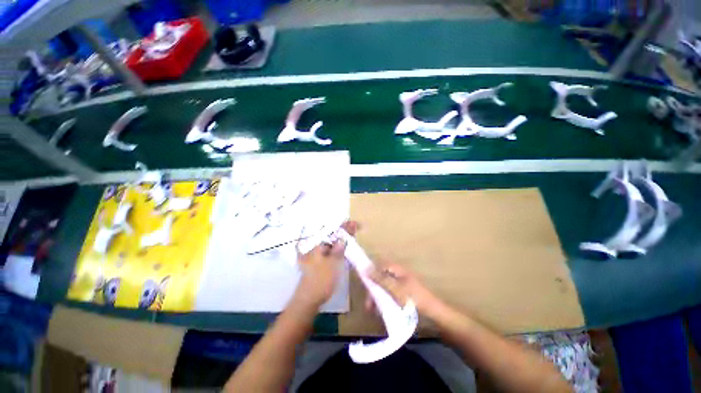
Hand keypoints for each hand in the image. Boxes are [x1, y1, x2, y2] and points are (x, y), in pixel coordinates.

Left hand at [294, 221, 359, 307]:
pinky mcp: (318, 260)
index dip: (344, 226)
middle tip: (355, 227)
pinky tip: (343, 245)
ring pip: (330, 241)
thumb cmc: (321, 280)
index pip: (331, 230)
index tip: (355, 223)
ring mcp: (315, 253)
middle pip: (330, 234)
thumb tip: (344, 237)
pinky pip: (328, 249)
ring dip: (340, 238)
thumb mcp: (333, 263)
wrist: (308, 299)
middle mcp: (314, 246)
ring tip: (352, 233)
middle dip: (343, 230)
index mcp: (316, 244)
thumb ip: (339, 249)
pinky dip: (336, 246)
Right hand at [367, 263, 442, 317]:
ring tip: (373, 311)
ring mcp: (402, 286)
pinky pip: (390, 296)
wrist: (434, 315)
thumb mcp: (395, 289)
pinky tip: (382, 312)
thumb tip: (365, 268)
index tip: (365, 285)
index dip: (371, 273)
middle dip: (373, 290)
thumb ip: (380, 279)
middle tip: (368, 305)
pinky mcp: (404, 296)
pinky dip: (385, 302)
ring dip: (378, 298)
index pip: (380, 266)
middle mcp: (399, 276)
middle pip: (381, 278)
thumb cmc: (414, 299)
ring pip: (385, 288)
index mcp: (398, 270)